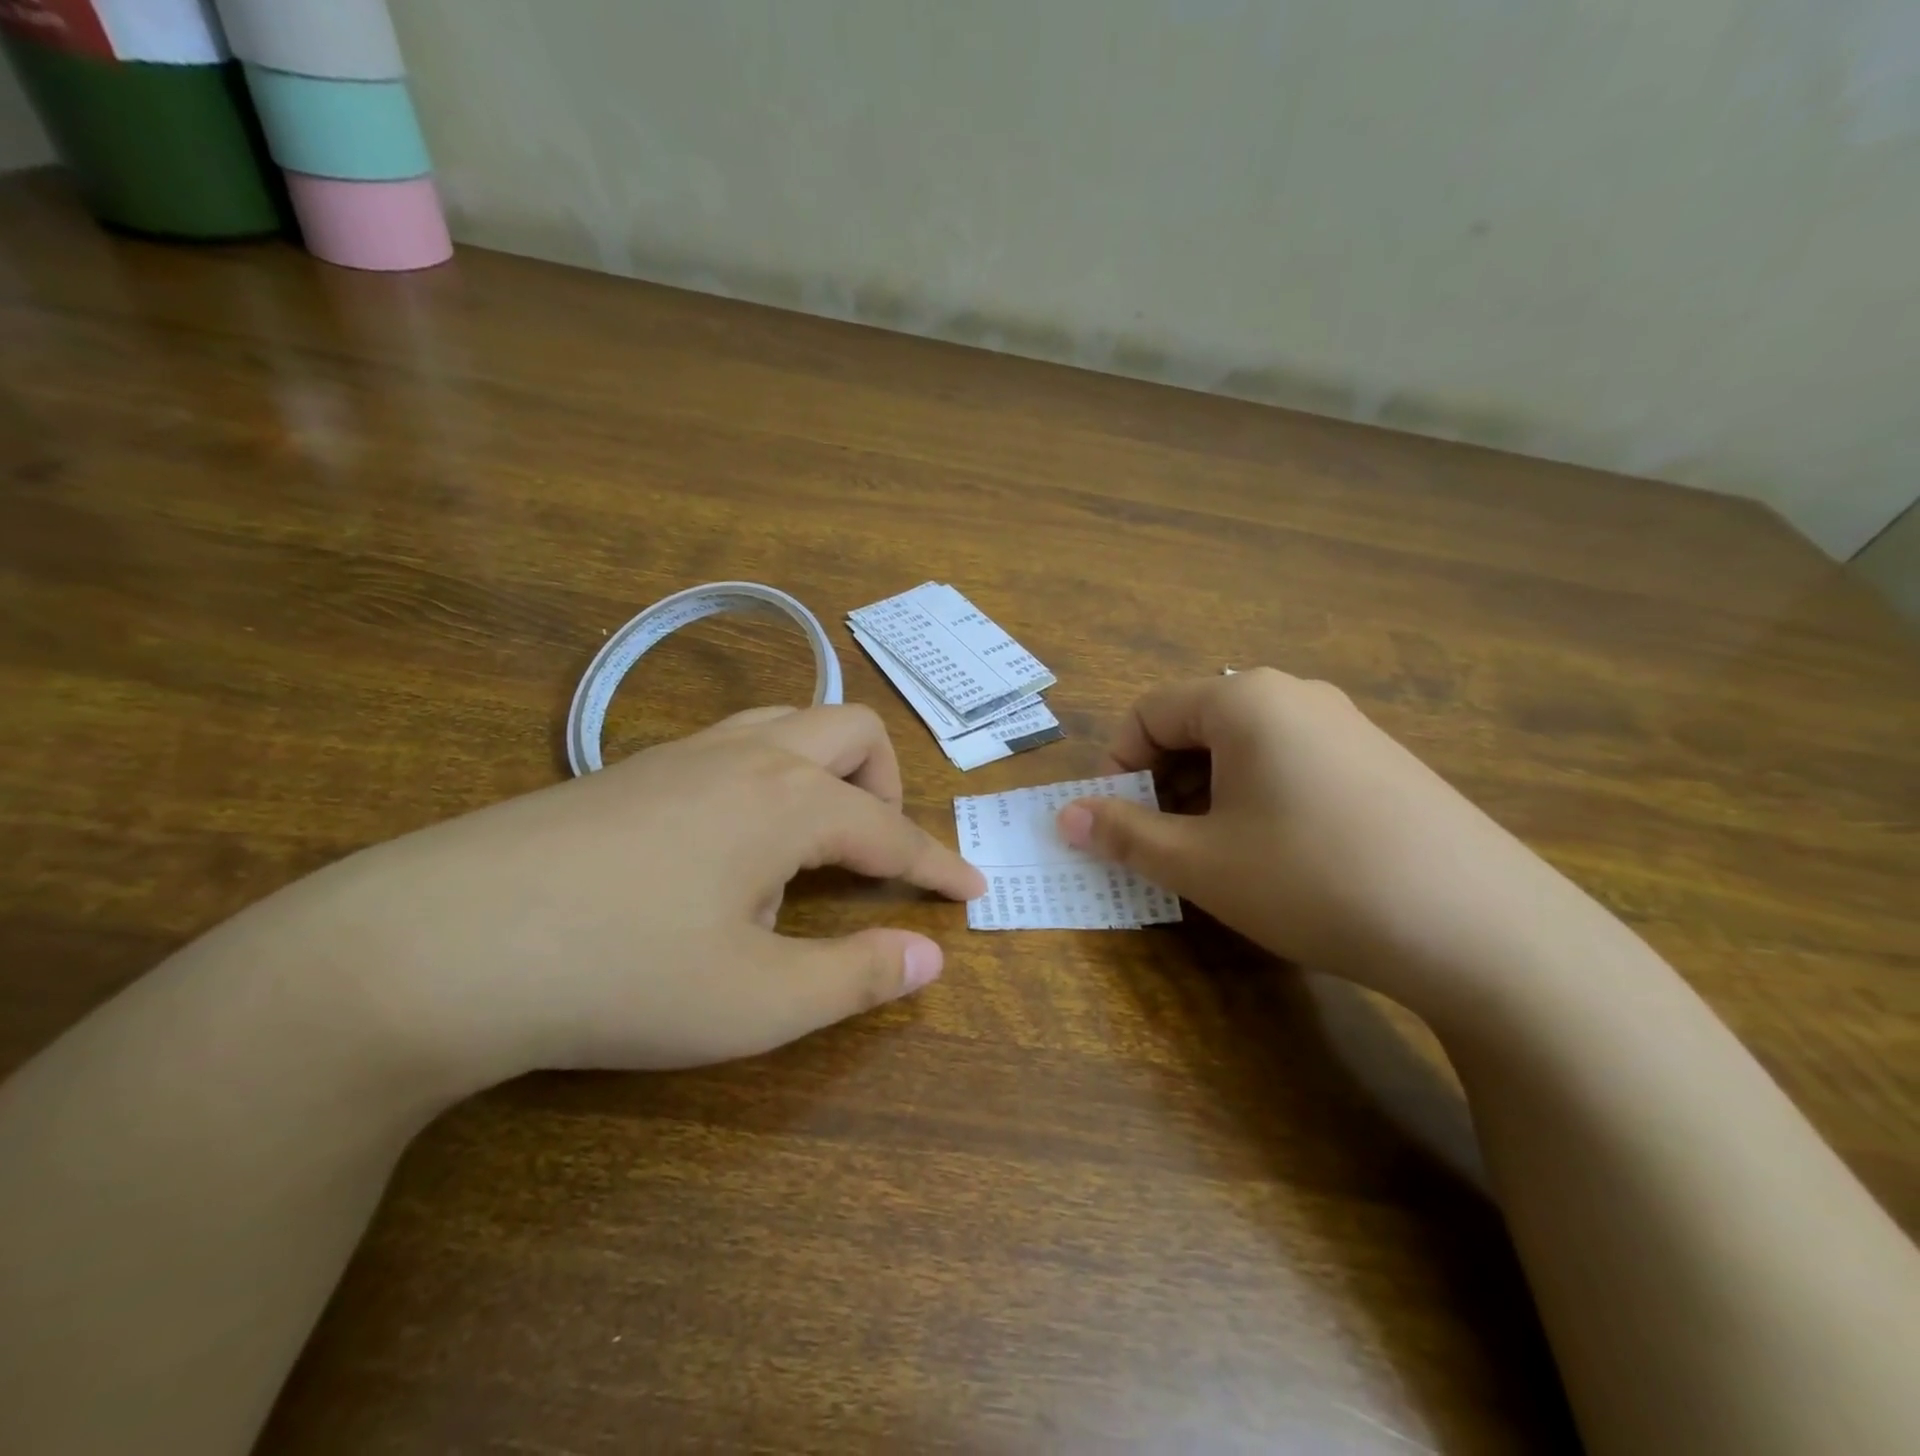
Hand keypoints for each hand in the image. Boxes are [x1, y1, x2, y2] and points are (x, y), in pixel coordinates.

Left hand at [299, 704, 984, 1087]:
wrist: (435, 944)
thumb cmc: (619, 975)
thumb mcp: (756, 1000)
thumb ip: (857, 976)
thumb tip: (931, 956)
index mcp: (790, 801)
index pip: (892, 829)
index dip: (939, 864)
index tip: (973, 889)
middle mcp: (747, 756)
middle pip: (851, 731)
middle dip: (887, 787)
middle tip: (877, 855)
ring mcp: (683, 753)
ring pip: (790, 722)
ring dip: (826, 771)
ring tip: (811, 842)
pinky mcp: (630, 768)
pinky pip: (734, 744)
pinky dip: (768, 778)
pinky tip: (730, 845)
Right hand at [1057, 670, 1588, 1014]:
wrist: (1483, 929)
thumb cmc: (1312, 879)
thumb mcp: (1200, 862)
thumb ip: (1123, 833)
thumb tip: (1064, 817)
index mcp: (1244, 700)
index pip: (1148, 711)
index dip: (1118, 766)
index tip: (1117, 823)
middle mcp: (1295, 695)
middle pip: (1196, 725)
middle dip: (1162, 783)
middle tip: (1162, 846)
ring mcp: (1346, 725)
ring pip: (1244, 747)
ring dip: (1208, 794)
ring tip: (1216, 858)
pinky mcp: (1380, 762)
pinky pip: (1291, 763)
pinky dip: (1257, 799)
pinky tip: (1279, 857)